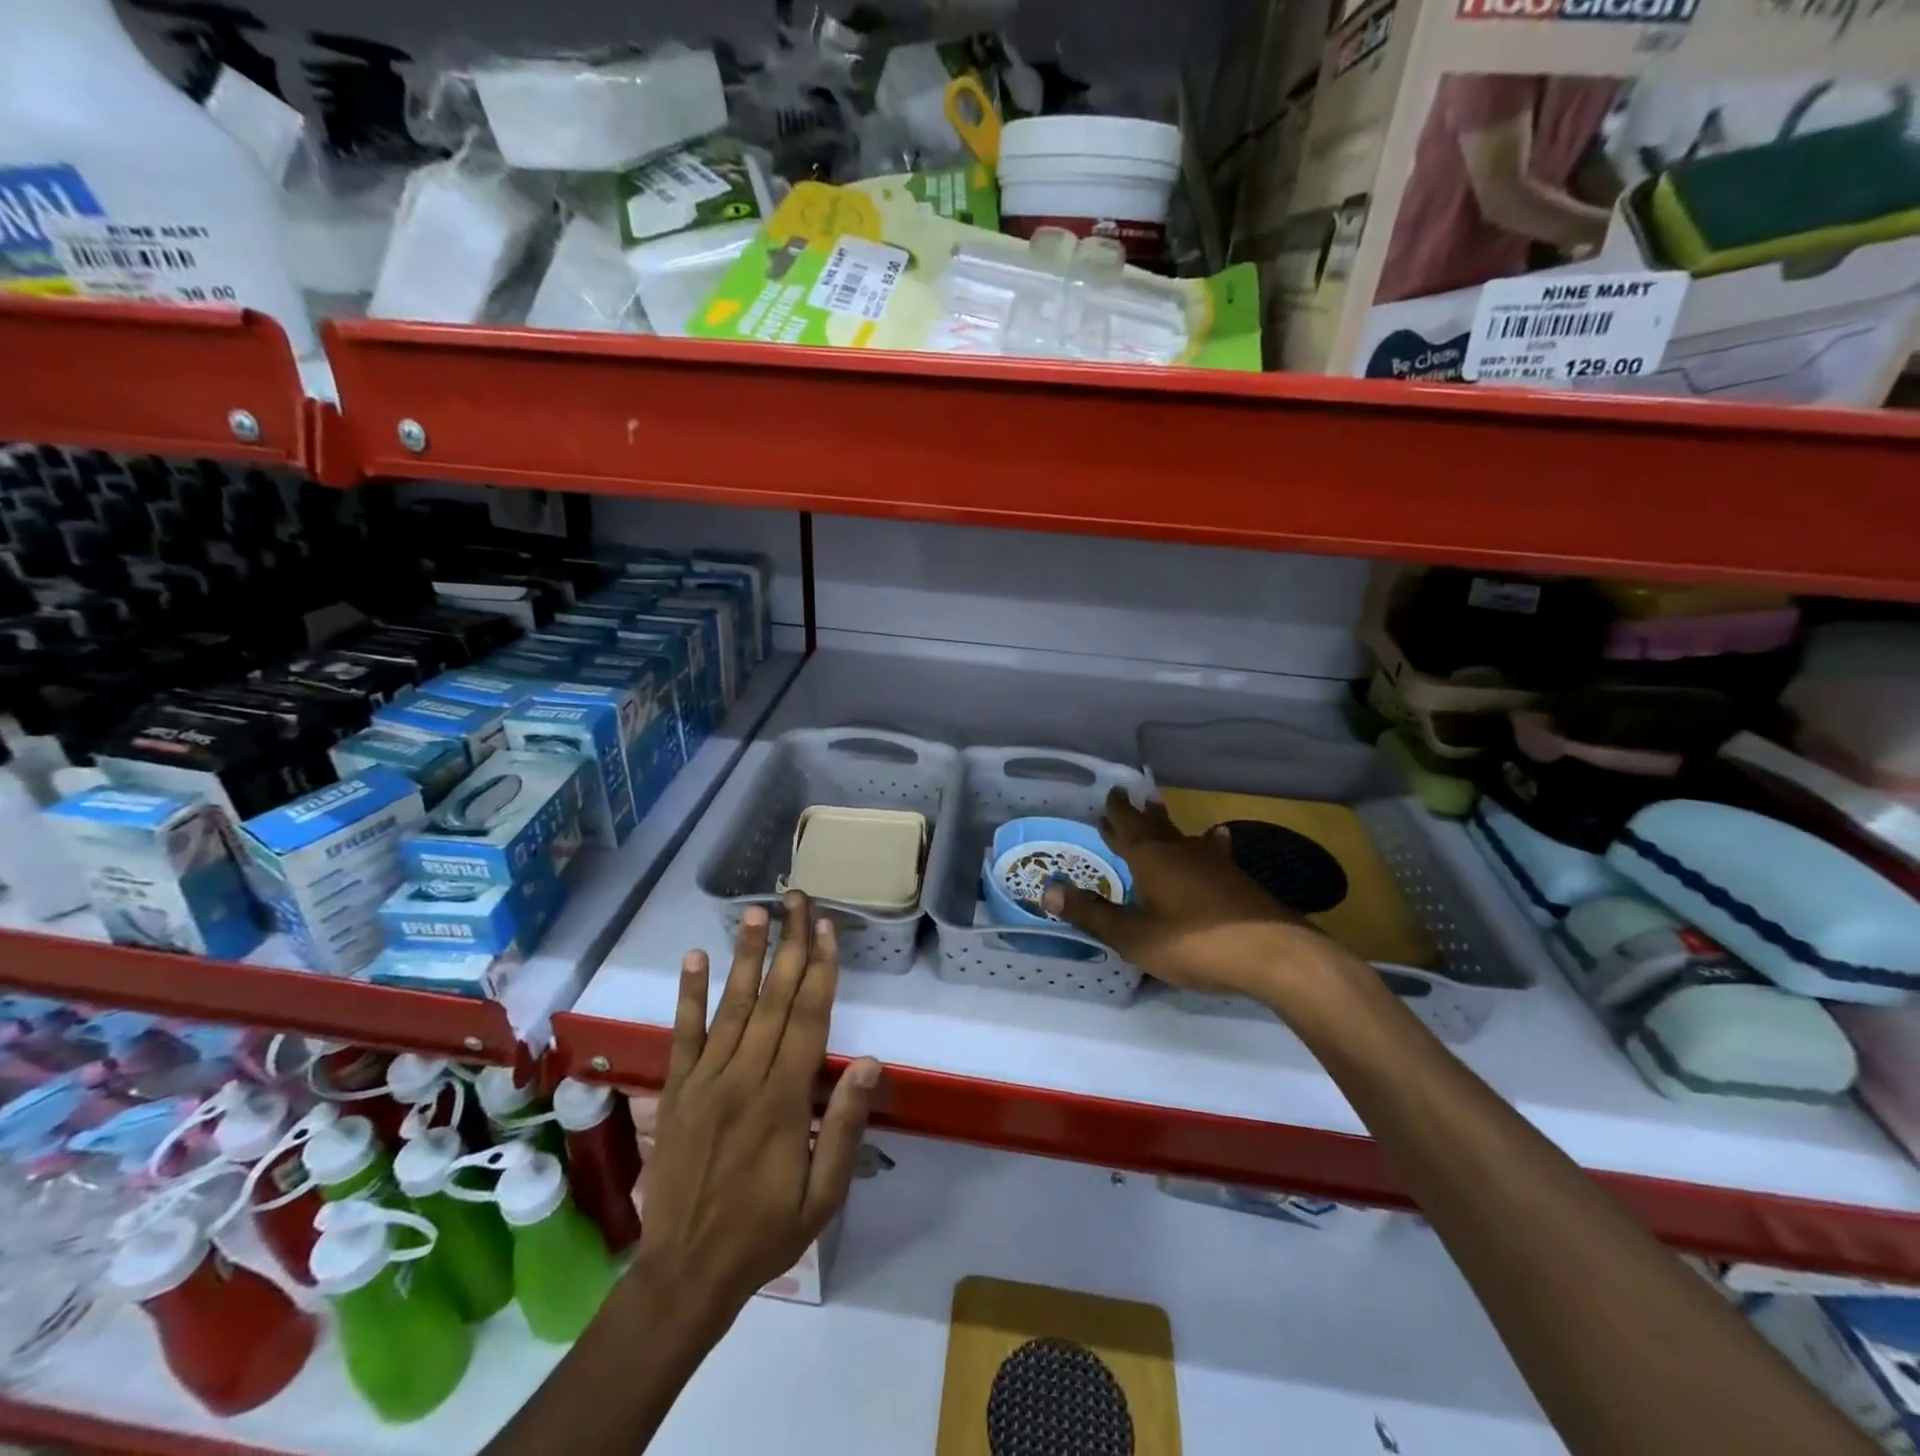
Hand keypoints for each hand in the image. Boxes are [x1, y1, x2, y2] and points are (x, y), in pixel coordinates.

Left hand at [634, 892, 881, 1333]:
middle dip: (790, 945)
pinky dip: (689, 994)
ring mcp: (705, 1080)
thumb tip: (868, 1062)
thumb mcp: (822, 1195)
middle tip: (797, 899)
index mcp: (784, 1100)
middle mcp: (745, 1077)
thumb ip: (844, 1126)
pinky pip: (683, 1034)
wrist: (684, 1274)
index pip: (808, 1019)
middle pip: (774, 999)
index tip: (827, 929)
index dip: (821, 970)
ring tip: (756, 912)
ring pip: (732, 1006)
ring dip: (746, 955)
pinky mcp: (676, 1090)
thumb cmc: (765, 1233)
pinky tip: (695, 957)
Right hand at [1041, 790, 1343, 1002]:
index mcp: (1151, 859)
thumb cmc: (1195, 943)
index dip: (1116, 811)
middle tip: (1127, 799)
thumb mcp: (1135, 937)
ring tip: (1161, 811)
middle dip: (1137, 814)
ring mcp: (1214, 863)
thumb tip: (1047, 889)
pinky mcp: (1237, 880)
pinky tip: (1217, 842)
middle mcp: (1181, 851)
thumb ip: (1093, 914)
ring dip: (1168, 825)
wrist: (1274, 954)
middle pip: (1155, 825)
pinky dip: (1205, 845)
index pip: (1127, 825)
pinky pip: (1212, 852)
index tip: (1110, 791)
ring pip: (1184, 836)